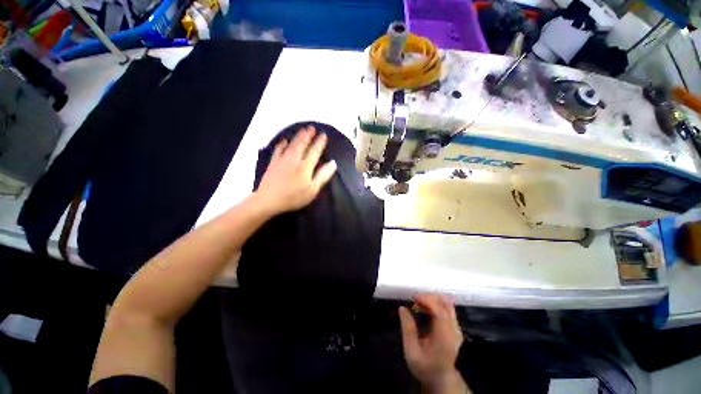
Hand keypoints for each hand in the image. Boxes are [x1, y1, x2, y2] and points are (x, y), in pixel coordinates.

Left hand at [255, 125, 337, 214]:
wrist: (269, 200)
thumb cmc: (294, 197)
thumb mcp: (312, 190)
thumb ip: (323, 176)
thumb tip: (333, 163)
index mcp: (305, 166)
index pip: (314, 151)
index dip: (319, 142)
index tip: (323, 135)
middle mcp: (294, 159)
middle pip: (302, 144)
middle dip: (308, 135)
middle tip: (312, 127)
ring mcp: (282, 160)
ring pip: (292, 144)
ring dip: (298, 136)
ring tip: (303, 130)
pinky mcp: (273, 163)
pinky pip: (278, 149)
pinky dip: (282, 144)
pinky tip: (284, 140)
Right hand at [399, 294, 467, 393]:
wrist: (440, 379)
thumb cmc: (424, 366)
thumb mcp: (411, 351)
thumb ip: (407, 329)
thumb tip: (402, 308)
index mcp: (445, 337)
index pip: (440, 311)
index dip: (427, 300)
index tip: (413, 298)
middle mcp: (454, 330)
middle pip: (445, 304)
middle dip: (428, 297)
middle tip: (414, 300)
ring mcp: (456, 328)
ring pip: (447, 304)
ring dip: (432, 300)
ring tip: (418, 304)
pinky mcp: (455, 327)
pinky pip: (446, 309)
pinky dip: (435, 304)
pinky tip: (424, 309)